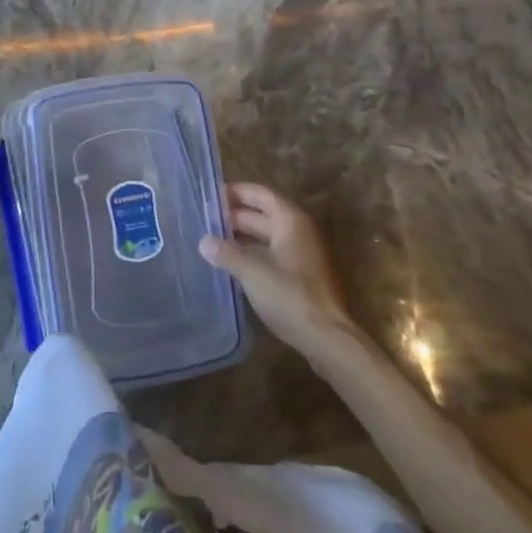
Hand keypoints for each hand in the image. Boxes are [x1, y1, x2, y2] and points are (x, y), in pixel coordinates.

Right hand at [200, 183, 351, 354]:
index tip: (209, 197)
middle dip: (234, 217)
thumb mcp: (252, 272)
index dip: (235, 192)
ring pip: (266, 237)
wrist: (328, 340)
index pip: (260, 194)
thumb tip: (203, 241)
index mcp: (290, 221)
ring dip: (241, 238)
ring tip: (212, 242)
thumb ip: (225, 253)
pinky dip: (251, 255)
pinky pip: (271, 256)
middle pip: (262, 215)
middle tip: (204, 222)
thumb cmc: (290, 296)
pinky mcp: (301, 278)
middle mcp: (298, 232)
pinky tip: (231, 265)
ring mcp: (302, 256)